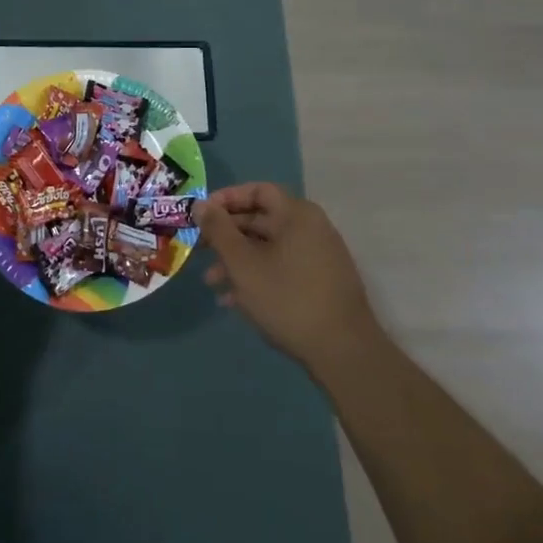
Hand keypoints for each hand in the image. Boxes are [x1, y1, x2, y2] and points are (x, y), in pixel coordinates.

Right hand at [198, 183, 385, 376]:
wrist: (343, 352)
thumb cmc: (287, 298)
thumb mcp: (243, 263)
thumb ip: (218, 230)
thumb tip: (201, 204)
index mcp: (297, 215)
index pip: (258, 191)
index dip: (226, 199)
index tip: (201, 215)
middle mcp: (311, 229)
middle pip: (261, 220)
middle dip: (227, 235)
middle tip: (199, 250)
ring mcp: (318, 257)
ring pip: (268, 248)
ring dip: (237, 260)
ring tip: (211, 282)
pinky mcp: (320, 283)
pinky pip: (281, 268)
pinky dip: (257, 276)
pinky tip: (233, 300)